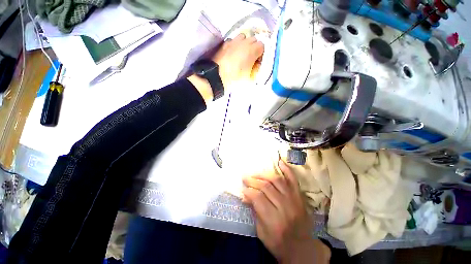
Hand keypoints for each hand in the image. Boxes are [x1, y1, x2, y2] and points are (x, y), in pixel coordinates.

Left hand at [213, 33, 263, 88]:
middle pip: (253, 40)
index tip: (256, 63)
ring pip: (243, 37)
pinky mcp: (224, 44)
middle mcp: (244, 42)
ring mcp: (233, 41)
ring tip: (241, 54)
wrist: (218, 77)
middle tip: (250, 59)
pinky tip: (232, 54)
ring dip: (244, 44)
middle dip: (253, 48)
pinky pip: (232, 41)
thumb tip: (256, 66)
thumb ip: (255, 71)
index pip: (262, 46)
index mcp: (252, 50)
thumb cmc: (236, 79)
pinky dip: (234, 45)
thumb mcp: (249, 79)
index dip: (260, 54)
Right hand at [242, 160, 330, 263]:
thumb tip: (245, 195)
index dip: (248, 191)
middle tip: (245, 178)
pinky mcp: (300, 197)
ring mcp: (294, 200)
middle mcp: (285, 207)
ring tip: (255, 174)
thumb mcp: (261, 233)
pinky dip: (287, 170)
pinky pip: (293, 180)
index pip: (258, 198)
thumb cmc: (279, 243)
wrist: (302, 249)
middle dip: (253, 180)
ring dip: (264, 174)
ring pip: (277, 180)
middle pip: (266, 187)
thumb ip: (254, 211)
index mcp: (274, 221)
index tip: (242, 188)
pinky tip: (280, 162)